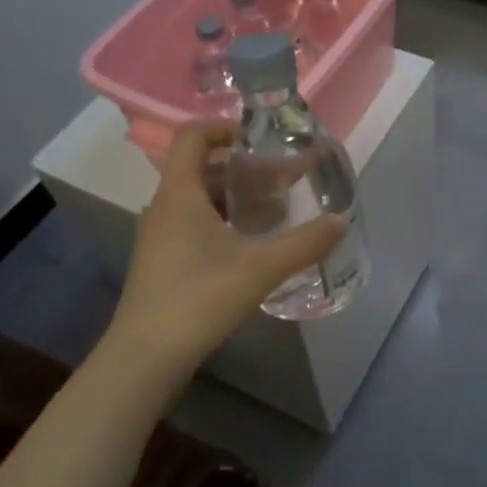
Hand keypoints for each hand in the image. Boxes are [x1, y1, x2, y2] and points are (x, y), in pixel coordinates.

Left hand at [103, 121, 345, 377]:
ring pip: (199, 198)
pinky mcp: (162, 260)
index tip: (261, 140)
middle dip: (244, 167)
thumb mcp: (260, 269)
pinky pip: (193, 222)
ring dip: (235, 196)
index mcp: (179, 194)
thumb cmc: (199, 299)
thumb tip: (341, 221)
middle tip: (283, 179)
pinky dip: (223, 220)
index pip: (193, 136)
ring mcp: (159, 235)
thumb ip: (304, 243)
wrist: (145, 358)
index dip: (225, 127)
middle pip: (202, 167)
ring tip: (274, 209)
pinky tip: (250, 243)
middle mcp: (164, 207)